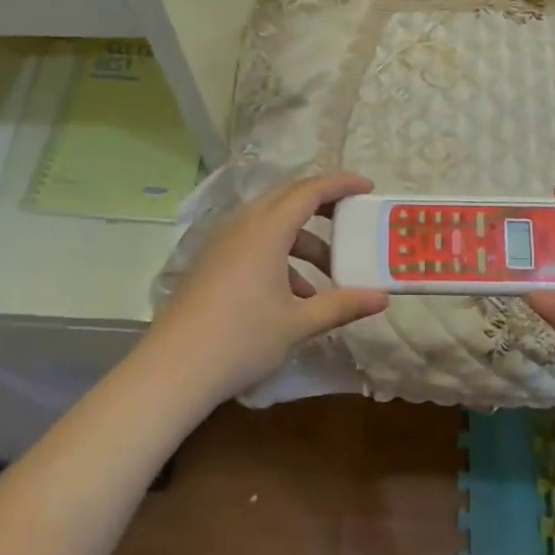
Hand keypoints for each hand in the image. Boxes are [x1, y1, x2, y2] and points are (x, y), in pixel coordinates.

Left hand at [146, 172, 388, 401]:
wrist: (173, 370)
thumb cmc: (242, 340)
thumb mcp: (298, 323)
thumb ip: (342, 305)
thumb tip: (382, 298)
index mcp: (266, 230)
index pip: (310, 190)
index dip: (341, 184)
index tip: (368, 187)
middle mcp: (242, 225)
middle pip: (288, 198)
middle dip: (323, 205)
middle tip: (352, 219)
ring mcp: (222, 242)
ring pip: (270, 223)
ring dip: (302, 240)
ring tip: (327, 276)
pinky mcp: (211, 261)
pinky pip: (253, 242)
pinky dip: (279, 255)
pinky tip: (292, 296)